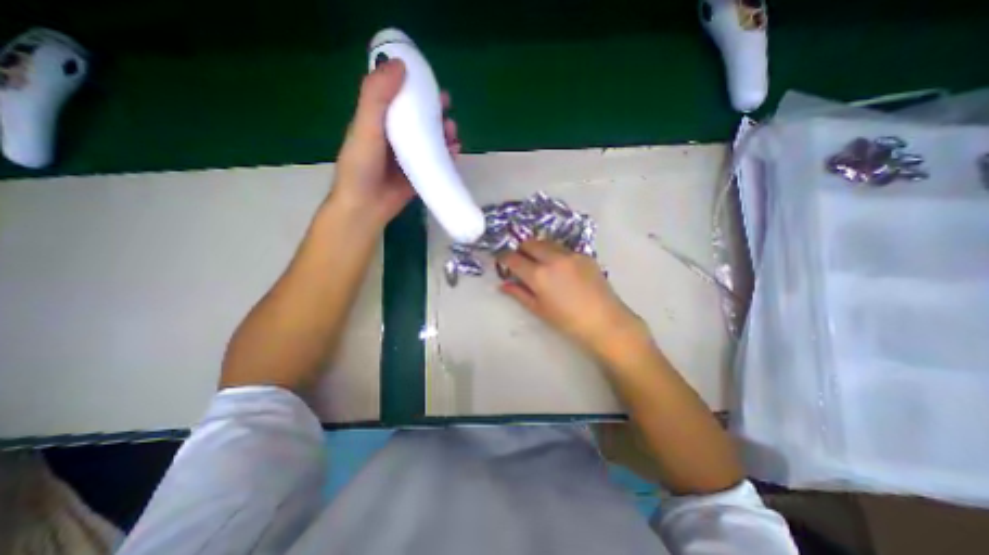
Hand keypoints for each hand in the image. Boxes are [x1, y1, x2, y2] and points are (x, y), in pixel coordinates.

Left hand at [328, 59, 460, 224]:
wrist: (366, 207)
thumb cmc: (361, 167)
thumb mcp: (364, 127)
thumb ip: (376, 97)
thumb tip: (399, 63)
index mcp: (379, 123)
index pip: (399, 100)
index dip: (415, 89)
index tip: (430, 84)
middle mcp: (395, 139)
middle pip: (419, 120)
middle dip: (435, 113)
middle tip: (448, 109)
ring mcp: (409, 159)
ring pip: (430, 141)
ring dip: (444, 134)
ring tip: (453, 133)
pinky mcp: (419, 176)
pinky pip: (436, 162)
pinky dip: (447, 156)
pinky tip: (455, 151)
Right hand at [499, 241, 654, 356]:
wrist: (604, 321)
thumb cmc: (567, 321)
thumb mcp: (539, 309)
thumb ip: (519, 293)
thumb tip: (502, 285)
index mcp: (539, 274)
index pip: (513, 258)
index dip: (504, 257)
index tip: (502, 259)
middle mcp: (553, 258)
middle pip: (529, 243)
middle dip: (521, 249)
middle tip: (521, 261)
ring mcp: (570, 254)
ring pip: (546, 242)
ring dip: (538, 248)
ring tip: (540, 262)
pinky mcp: (584, 254)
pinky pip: (563, 248)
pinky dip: (554, 252)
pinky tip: (560, 267)